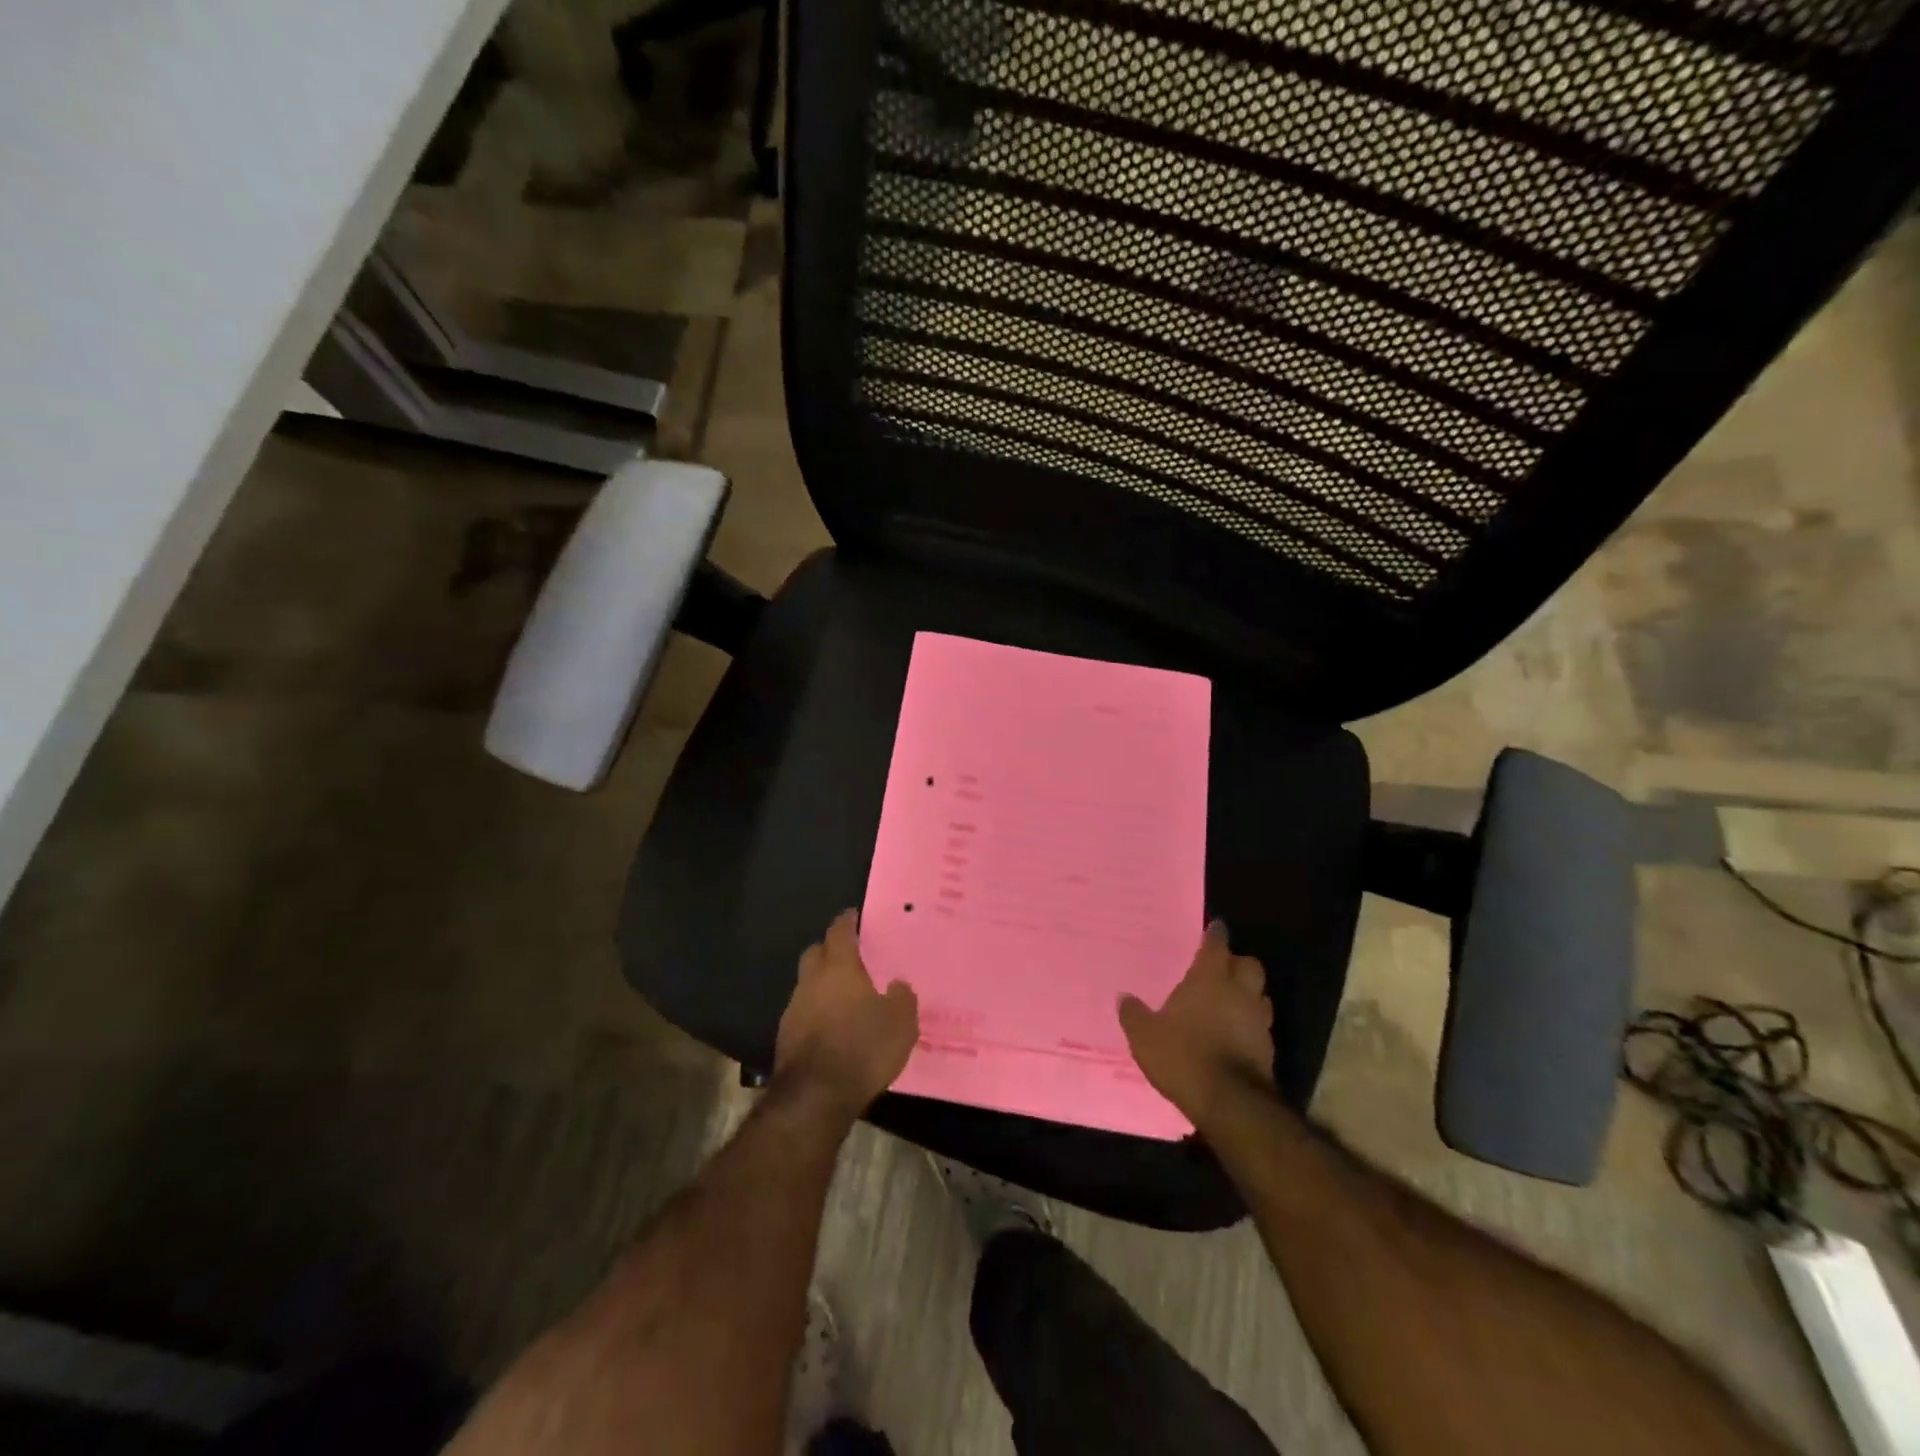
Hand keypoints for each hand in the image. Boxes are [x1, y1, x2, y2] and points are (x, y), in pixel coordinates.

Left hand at [774, 910, 919, 1120]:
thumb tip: (897, 985)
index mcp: (839, 968)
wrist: (816, 1096)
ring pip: (807, 984)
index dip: (846, 921)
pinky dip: (816, 1013)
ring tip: (844, 997)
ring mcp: (794, 1009)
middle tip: (849, 955)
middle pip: (815, 953)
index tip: (853, 915)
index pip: (839, 932)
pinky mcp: (785, 1037)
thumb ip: (902, 998)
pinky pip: (803, 1013)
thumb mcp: (901, 1023)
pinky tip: (832, 1028)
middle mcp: (812, 981)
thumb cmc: (863, 1048)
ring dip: (822, 985)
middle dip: (829, 949)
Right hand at [1119, 921, 1274, 1130]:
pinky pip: (1260, 1026)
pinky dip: (1250, 1025)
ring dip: (1248, 994)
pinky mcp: (1268, 1050)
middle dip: (1238, 963)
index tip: (1215, 927)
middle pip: (1249, 965)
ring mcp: (1258, 1021)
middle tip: (1222, 967)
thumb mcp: (1145, 1036)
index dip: (1215, 935)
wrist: (1229, 1103)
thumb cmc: (1183, 1056)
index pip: (1217, 945)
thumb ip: (1134, 1014)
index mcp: (1209, 979)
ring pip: (1260, 995)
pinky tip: (1235, 1035)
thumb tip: (1124, 997)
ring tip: (1230, 1001)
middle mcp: (1239, 993)